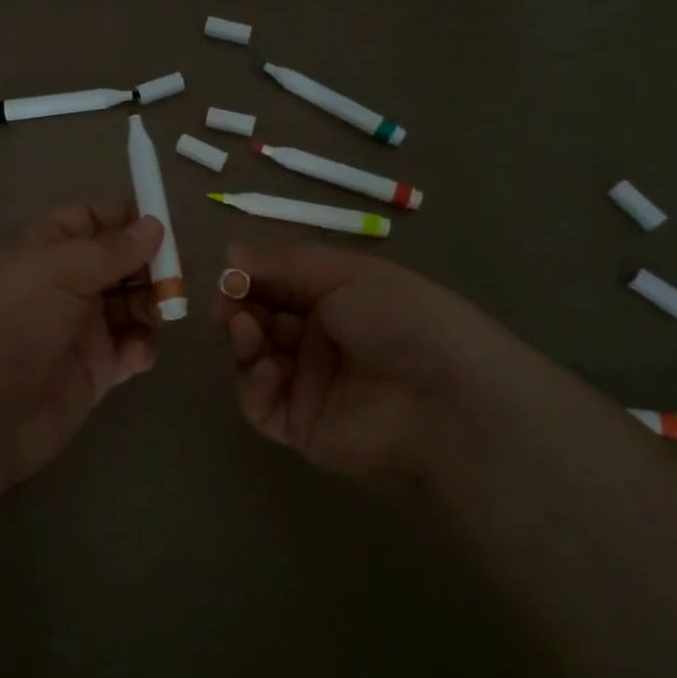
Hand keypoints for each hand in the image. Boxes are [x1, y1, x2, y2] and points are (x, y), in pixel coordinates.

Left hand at [0, 202, 164, 490]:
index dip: (126, 219)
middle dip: (151, 266)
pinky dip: (142, 347)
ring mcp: (80, 329)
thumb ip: (111, 249)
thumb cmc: (12, 322)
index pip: (91, 221)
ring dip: (153, 304)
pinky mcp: (94, 371)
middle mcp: (65, 285)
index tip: (164, 225)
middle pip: (120, 263)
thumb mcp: (58, 271)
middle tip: (177, 277)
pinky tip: (137, 355)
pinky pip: (131, 348)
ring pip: (132, 304)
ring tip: (162, 314)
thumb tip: (154, 225)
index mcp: (47, 250)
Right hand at [217, 239, 526, 486]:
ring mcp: (308, 385)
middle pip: (260, 321)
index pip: (277, 285)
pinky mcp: (302, 427)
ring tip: (246, 328)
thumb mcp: (346, 273)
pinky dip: (253, 384)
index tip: (229, 272)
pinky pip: (261, 405)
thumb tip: (230, 250)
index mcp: (334, 299)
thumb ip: (284, 261)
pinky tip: (268, 368)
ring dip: (242, 340)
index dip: (250, 277)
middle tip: (228, 301)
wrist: (448, 398)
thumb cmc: (400, 318)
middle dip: (238, 307)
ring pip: (253, 360)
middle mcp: (319, 340)